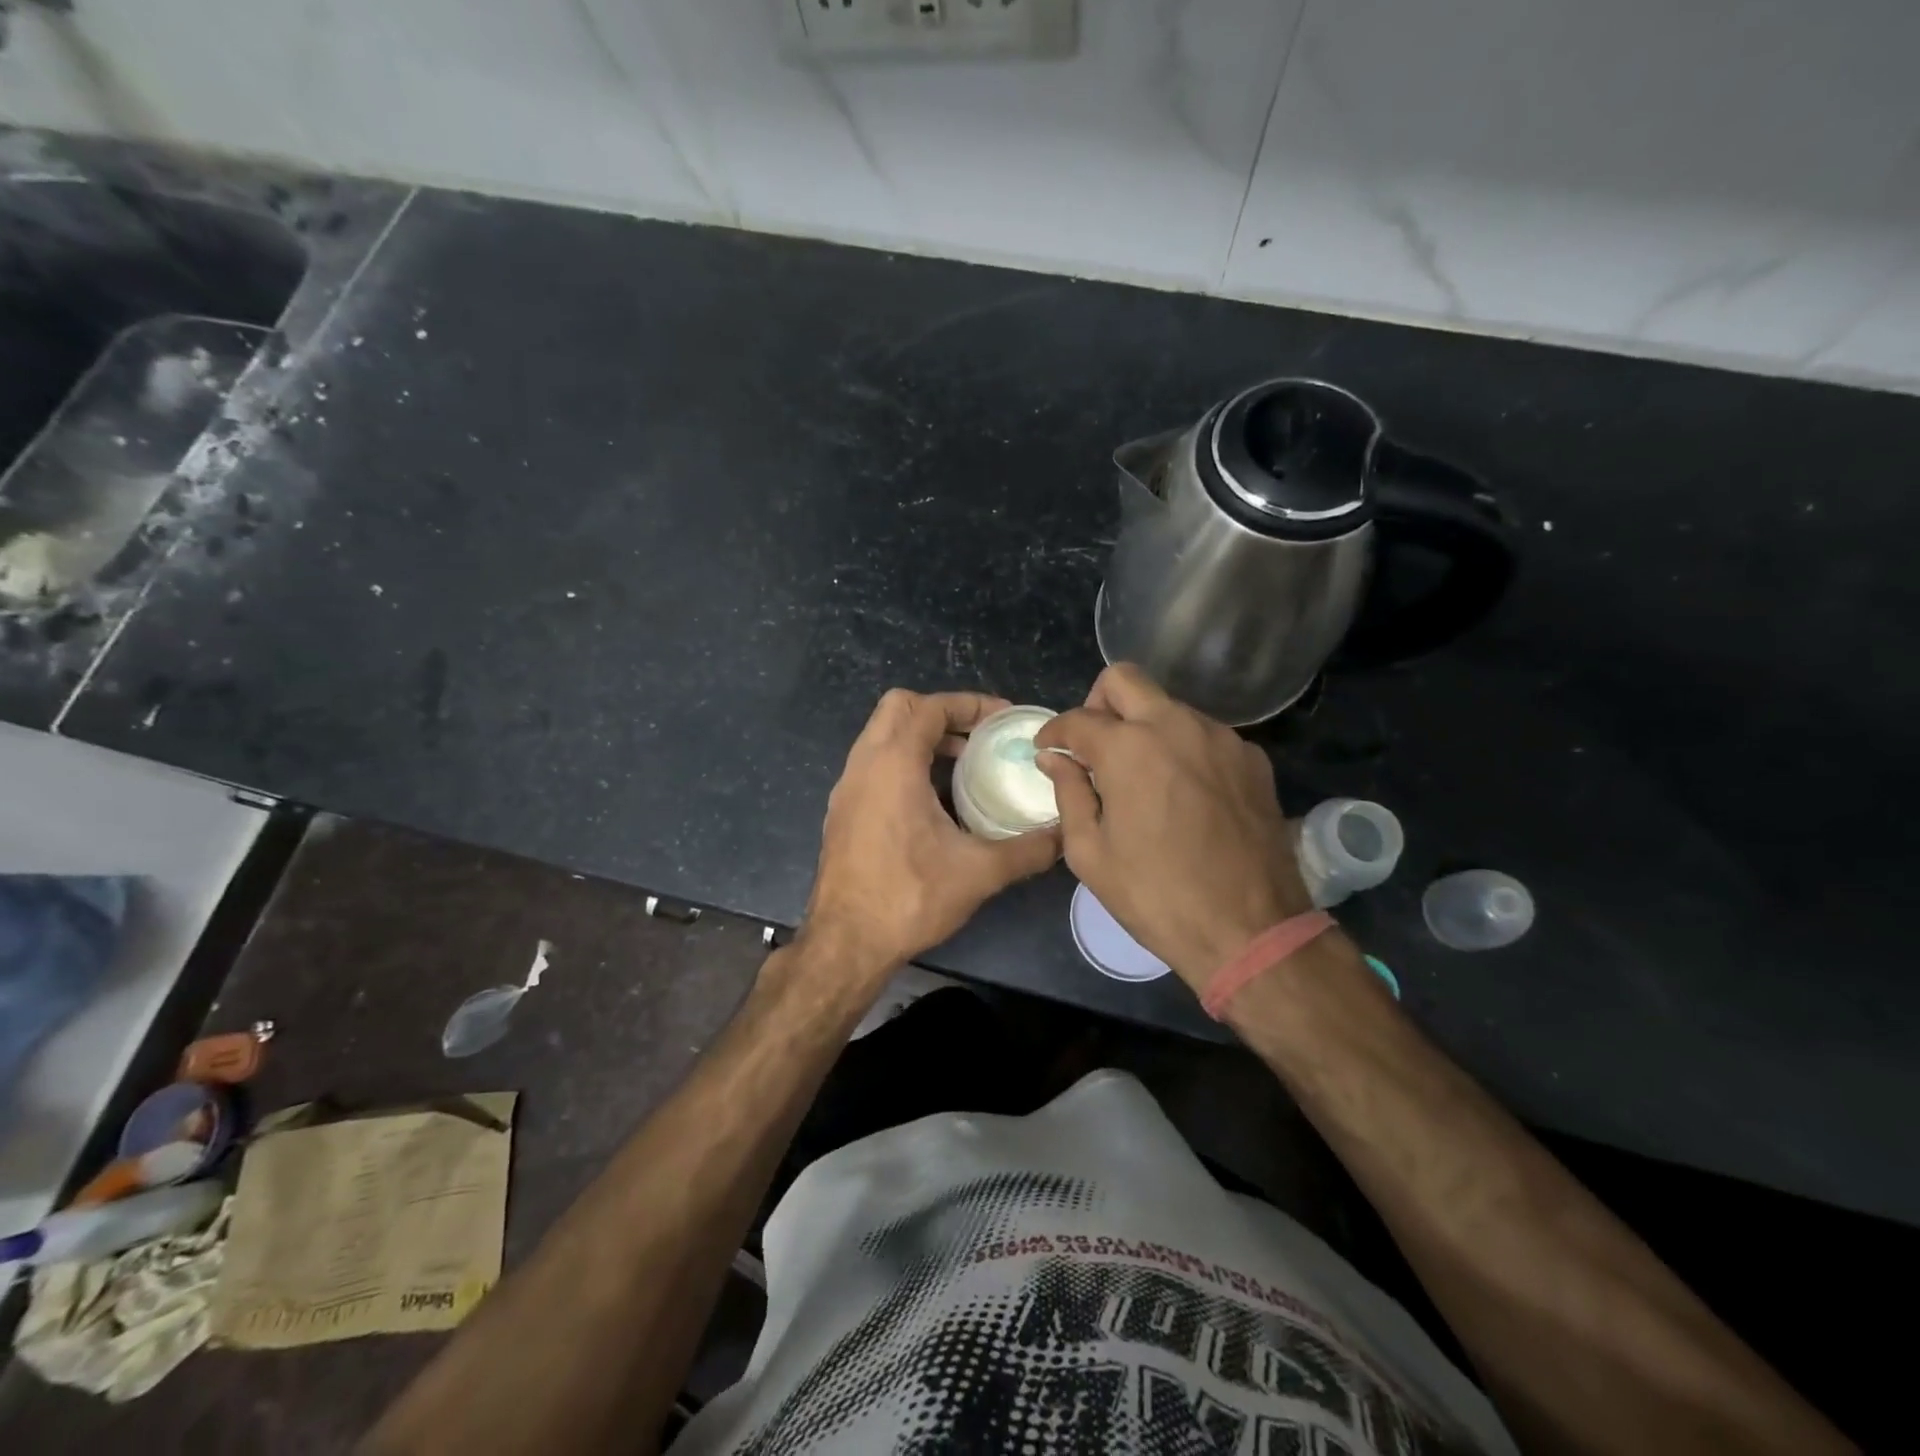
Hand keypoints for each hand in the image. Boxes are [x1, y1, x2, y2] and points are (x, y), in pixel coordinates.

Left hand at [803, 689, 1060, 977]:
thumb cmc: (908, 897)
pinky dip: (904, 763)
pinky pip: (874, 765)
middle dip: (942, 712)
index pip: (929, 707)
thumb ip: (1028, 849)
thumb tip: (1064, 835)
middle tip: (979, 737)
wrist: (845, 943)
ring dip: (922, 739)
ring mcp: (847, 788)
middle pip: (898, 708)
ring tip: (964, 765)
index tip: (1004, 719)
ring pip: (882, 737)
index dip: (970, 704)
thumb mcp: (979, 872)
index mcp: (892, 764)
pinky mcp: (842, 811)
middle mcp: (863, 765)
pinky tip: (934, 801)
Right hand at [1035, 664, 1311, 988]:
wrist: (1250, 930)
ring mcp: (1221, 737)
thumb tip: (1053, 758)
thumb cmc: (1156, 896)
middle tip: (1092, 746)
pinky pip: (1203, 734)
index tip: (1047, 749)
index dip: (1053, 732)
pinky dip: (1181, 749)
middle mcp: (1176, 725)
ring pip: (1168, 705)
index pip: (1077, 719)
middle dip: (1097, 703)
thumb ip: (1068, 793)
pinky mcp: (1252, 758)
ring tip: (1139, 776)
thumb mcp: (1091, 853)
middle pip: (1124, 680)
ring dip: (1143, 726)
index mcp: (1129, 748)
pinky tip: (1182, 792)